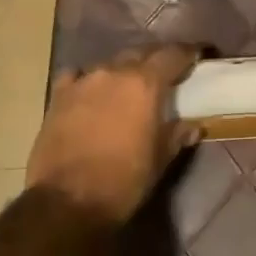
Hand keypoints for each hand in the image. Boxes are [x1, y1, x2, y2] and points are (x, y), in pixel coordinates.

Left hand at [27, 45, 201, 224]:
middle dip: (155, 61)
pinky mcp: (58, 96)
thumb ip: (177, 135)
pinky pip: (77, 77)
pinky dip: (88, 81)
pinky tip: (90, 94)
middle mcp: (114, 72)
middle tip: (165, 74)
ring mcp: (82, 81)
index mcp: (145, 84)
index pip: (172, 55)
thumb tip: (193, 126)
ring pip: (109, 65)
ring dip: (122, 72)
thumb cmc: (123, 181)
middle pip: (140, 54)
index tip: (197, 55)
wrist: (66, 201)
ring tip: (127, 88)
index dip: (188, 53)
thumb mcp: (159, 160)